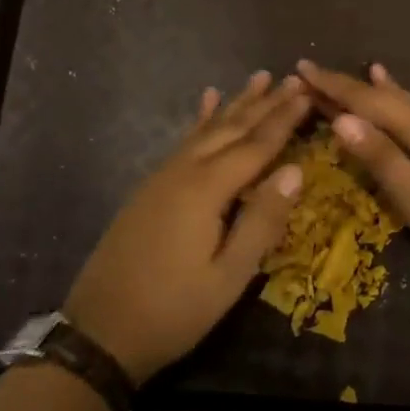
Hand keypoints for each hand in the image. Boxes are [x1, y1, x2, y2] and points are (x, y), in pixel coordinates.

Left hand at [63, 72, 309, 384]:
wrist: (100, 332)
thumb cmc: (173, 311)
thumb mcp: (228, 276)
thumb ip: (262, 220)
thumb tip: (295, 171)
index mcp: (205, 190)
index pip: (256, 146)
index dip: (284, 120)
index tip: (308, 92)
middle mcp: (183, 172)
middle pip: (231, 129)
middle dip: (264, 104)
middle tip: (292, 78)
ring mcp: (162, 177)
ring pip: (206, 130)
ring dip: (235, 103)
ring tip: (258, 78)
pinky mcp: (150, 188)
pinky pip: (183, 142)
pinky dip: (200, 120)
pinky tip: (206, 102)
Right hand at [296, 60, 409, 294]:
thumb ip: (381, 158)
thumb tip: (341, 119)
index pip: (367, 99)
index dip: (333, 85)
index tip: (301, 68)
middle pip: (385, 96)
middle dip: (348, 87)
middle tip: (312, 77)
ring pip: (405, 102)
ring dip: (372, 94)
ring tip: (349, 79)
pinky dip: (399, 101)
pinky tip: (400, 93)